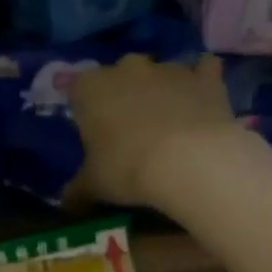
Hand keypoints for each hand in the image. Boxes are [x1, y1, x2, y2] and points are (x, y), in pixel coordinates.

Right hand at [67, 54, 257, 208]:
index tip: (91, 131)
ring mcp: (168, 69)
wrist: (191, 162)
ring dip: (160, 88)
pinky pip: (204, 68)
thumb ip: (77, 190)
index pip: (77, 88)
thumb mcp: (94, 185)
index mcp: (90, 88)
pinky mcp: (205, 78)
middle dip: (122, 94)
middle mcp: (126, 68)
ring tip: (166, 121)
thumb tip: (67, 203)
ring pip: (159, 71)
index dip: (83, 108)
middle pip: (118, 74)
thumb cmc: (128, 168)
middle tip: (127, 128)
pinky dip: (202, 78)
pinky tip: (201, 96)